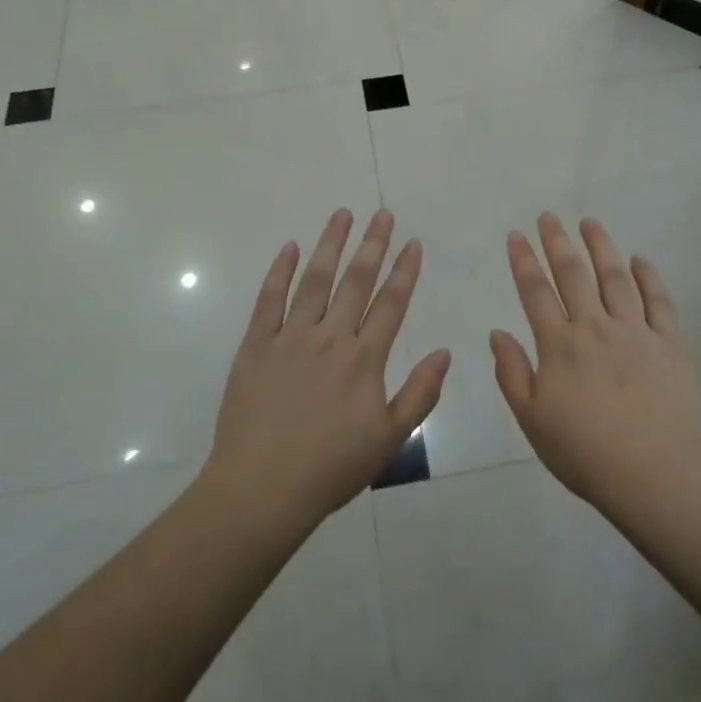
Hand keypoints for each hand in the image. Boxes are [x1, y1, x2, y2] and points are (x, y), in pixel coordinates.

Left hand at [204, 209, 449, 530]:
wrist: (261, 488)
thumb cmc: (330, 468)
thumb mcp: (389, 439)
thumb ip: (420, 393)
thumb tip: (444, 351)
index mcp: (363, 360)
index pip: (391, 303)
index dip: (405, 271)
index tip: (413, 242)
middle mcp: (329, 338)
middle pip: (356, 281)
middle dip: (372, 244)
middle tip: (382, 213)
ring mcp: (290, 338)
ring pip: (314, 280)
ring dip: (330, 245)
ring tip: (342, 214)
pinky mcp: (256, 346)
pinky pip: (268, 300)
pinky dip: (280, 271)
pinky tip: (289, 247)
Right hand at [491, 213, 700, 514]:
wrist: (655, 474)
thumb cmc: (585, 452)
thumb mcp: (532, 420)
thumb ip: (512, 373)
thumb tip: (497, 332)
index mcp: (559, 345)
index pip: (536, 292)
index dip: (524, 261)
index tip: (516, 235)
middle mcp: (595, 327)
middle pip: (573, 274)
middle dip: (557, 241)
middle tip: (549, 216)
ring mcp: (636, 332)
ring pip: (615, 278)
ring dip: (601, 246)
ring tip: (590, 222)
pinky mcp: (670, 344)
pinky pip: (659, 302)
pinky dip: (649, 277)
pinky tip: (640, 259)